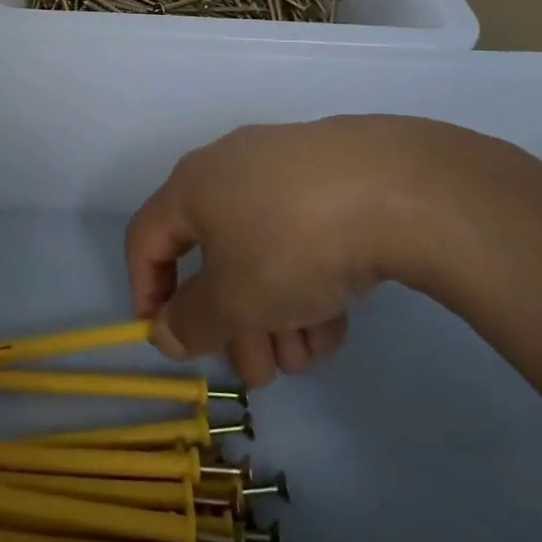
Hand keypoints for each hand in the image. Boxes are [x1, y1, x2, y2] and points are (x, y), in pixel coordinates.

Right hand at [124, 115, 527, 386]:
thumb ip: (192, 322)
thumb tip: (165, 331)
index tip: (171, 341)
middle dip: (231, 322)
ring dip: (272, 312)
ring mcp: (282, 168)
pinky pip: (298, 234)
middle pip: (212, 254)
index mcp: (191, 186)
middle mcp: (228, 169)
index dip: (146, 292)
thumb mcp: (235, 299)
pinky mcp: (329, 176)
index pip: (145, 239)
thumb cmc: (292, 243)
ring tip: (305, 358)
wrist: (397, 189)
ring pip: (259, 250)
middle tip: (259, 374)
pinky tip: (335, 325)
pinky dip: (305, 281)